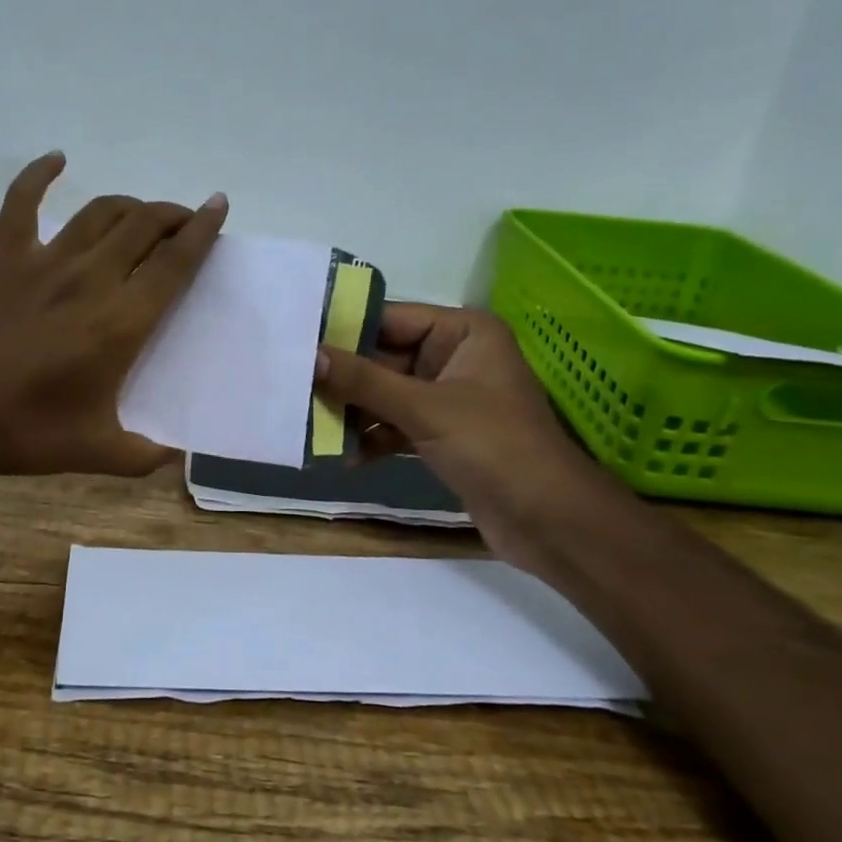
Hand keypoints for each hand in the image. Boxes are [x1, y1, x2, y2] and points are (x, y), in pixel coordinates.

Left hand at [0, 152, 227, 479]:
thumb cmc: (24, 432)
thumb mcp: (98, 452)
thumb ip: (146, 455)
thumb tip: (178, 458)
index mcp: (121, 321)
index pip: (175, 262)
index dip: (202, 231)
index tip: (218, 207)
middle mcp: (91, 279)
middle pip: (144, 226)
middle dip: (173, 216)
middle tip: (185, 222)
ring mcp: (44, 263)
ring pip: (100, 212)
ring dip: (130, 205)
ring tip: (144, 214)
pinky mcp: (3, 259)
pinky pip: (21, 203)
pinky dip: (38, 175)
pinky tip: (56, 159)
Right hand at [315, 305, 602, 547]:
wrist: (549, 522)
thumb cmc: (494, 447)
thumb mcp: (425, 409)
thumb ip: (365, 381)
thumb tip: (310, 356)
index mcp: (463, 333)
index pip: (390, 318)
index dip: (344, 330)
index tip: (295, 339)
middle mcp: (454, 357)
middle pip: (383, 358)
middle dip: (343, 377)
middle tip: (292, 386)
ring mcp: (447, 398)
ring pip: (385, 394)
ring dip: (352, 412)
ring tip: (309, 424)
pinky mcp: (441, 434)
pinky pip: (394, 425)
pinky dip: (372, 438)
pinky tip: (344, 458)